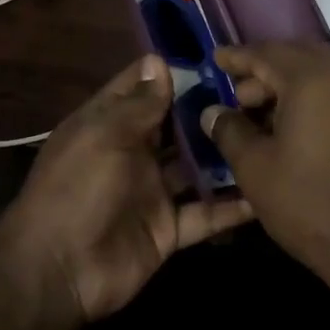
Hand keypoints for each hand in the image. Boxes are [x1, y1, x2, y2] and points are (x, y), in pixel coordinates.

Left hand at [0, 55, 253, 323]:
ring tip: (270, 135)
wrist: (59, 272)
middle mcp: (133, 151)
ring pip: (197, 166)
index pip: (143, 86)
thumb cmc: (77, 189)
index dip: (173, 70)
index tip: (217, 57)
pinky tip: (266, 194)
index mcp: (109, 123)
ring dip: (225, 154)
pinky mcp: (169, 228)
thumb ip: (139, 103)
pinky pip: (206, 213)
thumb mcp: (105, 136)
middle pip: (176, 124)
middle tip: (260, 94)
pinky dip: (232, 206)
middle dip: (210, 109)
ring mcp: (152, 190)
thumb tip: (159, 60)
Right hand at [201, 43, 329, 283]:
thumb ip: (230, 132)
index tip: (216, 58)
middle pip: (298, 56)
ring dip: (292, 84)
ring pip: (324, 73)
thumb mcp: (256, 170)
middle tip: (239, 95)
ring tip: (265, 116)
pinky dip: (316, 97)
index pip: (266, 54)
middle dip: (266, 69)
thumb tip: (214, 111)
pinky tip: (300, 129)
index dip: (238, 57)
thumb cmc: (312, 205)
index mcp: (312, 78)